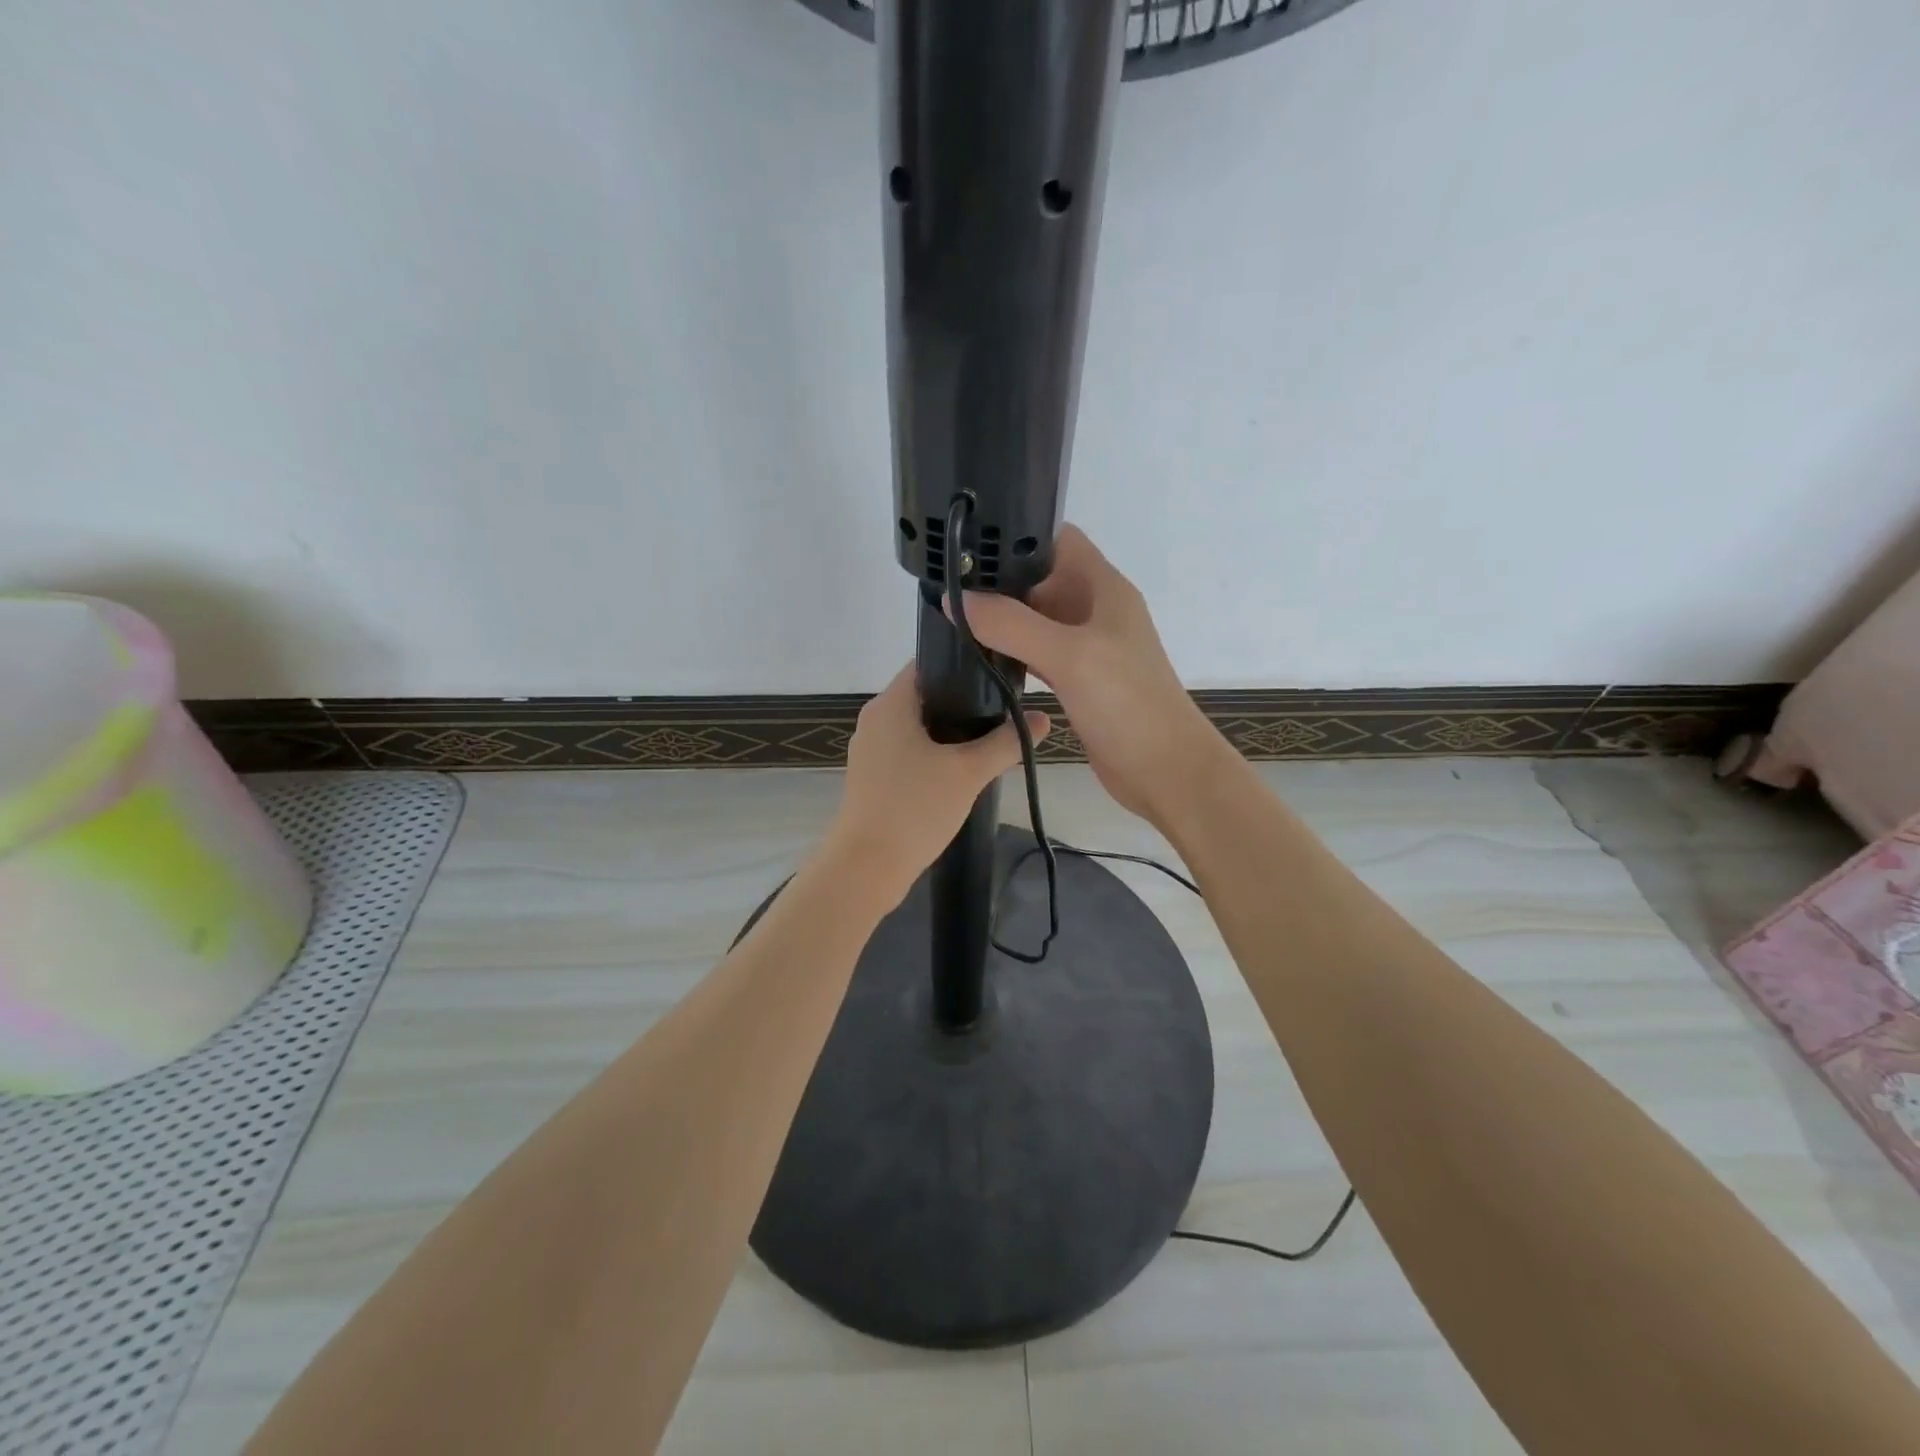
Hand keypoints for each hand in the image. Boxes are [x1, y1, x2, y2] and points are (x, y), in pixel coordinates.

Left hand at [828, 664, 1048, 899]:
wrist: (867, 867)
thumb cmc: (915, 808)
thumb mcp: (968, 772)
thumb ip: (1006, 742)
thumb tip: (1043, 719)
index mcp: (890, 705)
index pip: (927, 664)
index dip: (963, 666)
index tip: (997, 677)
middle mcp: (875, 720)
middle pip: (924, 696)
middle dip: (963, 703)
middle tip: (1002, 713)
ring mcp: (870, 750)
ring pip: (917, 727)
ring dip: (950, 732)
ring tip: (989, 741)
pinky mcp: (872, 777)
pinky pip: (908, 752)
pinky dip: (933, 754)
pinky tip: (960, 771)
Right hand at [959, 525, 1219, 825]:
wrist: (1165, 770)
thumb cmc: (1126, 703)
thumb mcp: (1068, 655)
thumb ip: (1012, 625)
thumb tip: (956, 599)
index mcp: (1103, 588)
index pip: (1057, 539)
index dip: (1017, 535)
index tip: (969, 544)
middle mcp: (1094, 610)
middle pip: (1041, 578)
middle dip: (999, 580)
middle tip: (947, 585)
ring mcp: (1087, 647)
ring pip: (1036, 619)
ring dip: (1002, 618)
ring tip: (953, 618)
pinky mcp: (1078, 680)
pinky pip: (1038, 653)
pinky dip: (1012, 652)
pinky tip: (981, 657)